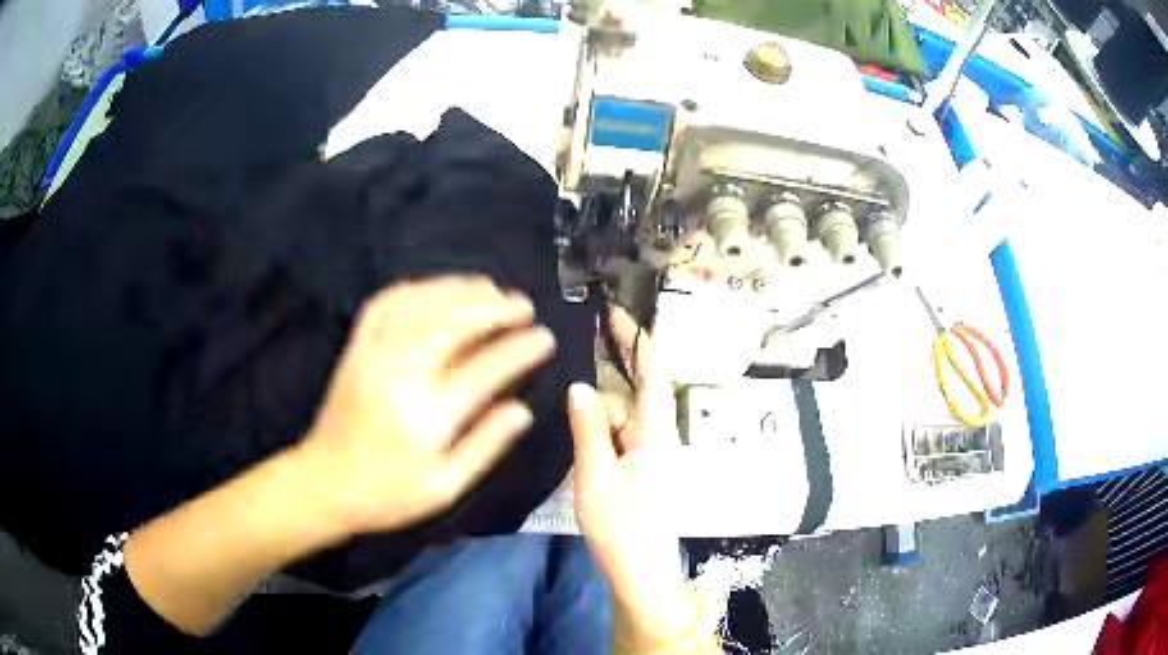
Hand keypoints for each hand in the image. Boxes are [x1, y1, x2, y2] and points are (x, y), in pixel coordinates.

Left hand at [303, 276, 555, 534]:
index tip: (544, 339)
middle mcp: (400, 377)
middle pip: (451, 324)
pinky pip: (383, 305)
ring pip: (419, 306)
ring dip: (459, 290)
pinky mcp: (354, 349)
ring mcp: (373, 357)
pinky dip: (415, 289)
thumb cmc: (388, 494)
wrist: (325, 485)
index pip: (484, 370)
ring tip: (490, 289)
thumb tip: (523, 410)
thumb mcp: (444, 488)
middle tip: (522, 305)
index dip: (519, 349)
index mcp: (427, 417)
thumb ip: (485, 447)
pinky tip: (437, 289)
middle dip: (494, 308)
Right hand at [568, 307, 694, 651]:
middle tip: (586, 342)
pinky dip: (600, 428)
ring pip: (623, 418)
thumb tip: (581, 387)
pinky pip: (619, 437)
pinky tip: (581, 430)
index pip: (652, 375)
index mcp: (655, 434)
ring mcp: (649, 456)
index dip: (638, 341)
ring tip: (572, 404)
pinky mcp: (640, 471)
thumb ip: (589, 429)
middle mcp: (658, 439)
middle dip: (614, 369)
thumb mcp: (596, 477)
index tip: (616, 314)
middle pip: (634, 394)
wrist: (640, 573)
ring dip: (600, 409)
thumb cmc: (621, 527)